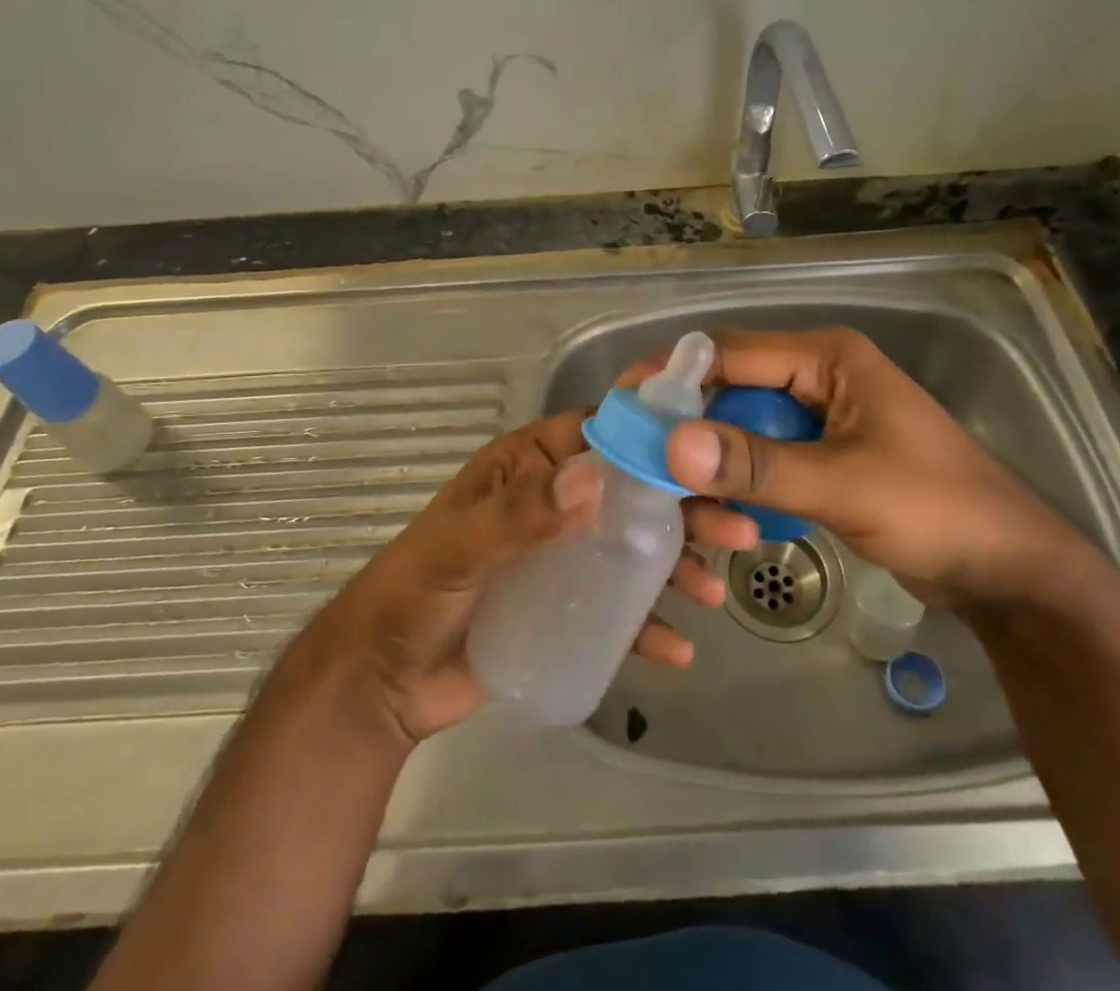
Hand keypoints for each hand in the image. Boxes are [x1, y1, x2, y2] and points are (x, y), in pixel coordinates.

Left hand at [301, 411, 757, 743]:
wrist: (382, 685)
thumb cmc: (414, 594)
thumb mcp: (462, 547)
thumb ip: (522, 514)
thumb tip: (595, 478)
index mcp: (527, 468)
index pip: (597, 433)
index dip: (650, 433)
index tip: (709, 445)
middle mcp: (552, 502)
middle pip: (630, 492)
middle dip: (684, 508)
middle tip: (738, 529)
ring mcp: (562, 556)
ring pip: (633, 548)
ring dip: (679, 565)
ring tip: (717, 593)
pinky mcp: (564, 607)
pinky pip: (616, 607)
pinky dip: (649, 624)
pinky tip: (679, 647)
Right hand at [644, 328, 1095, 609]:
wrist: (1011, 573)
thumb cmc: (939, 511)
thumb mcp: (846, 486)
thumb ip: (758, 466)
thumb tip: (670, 444)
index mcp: (827, 357)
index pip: (728, 351)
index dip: (671, 374)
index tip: (621, 405)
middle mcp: (817, 374)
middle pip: (729, 385)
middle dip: (684, 419)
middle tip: (633, 454)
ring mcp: (820, 416)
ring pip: (741, 423)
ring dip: (709, 455)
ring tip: (666, 489)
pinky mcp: (822, 454)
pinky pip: (762, 455)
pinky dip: (736, 477)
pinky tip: (713, 507)